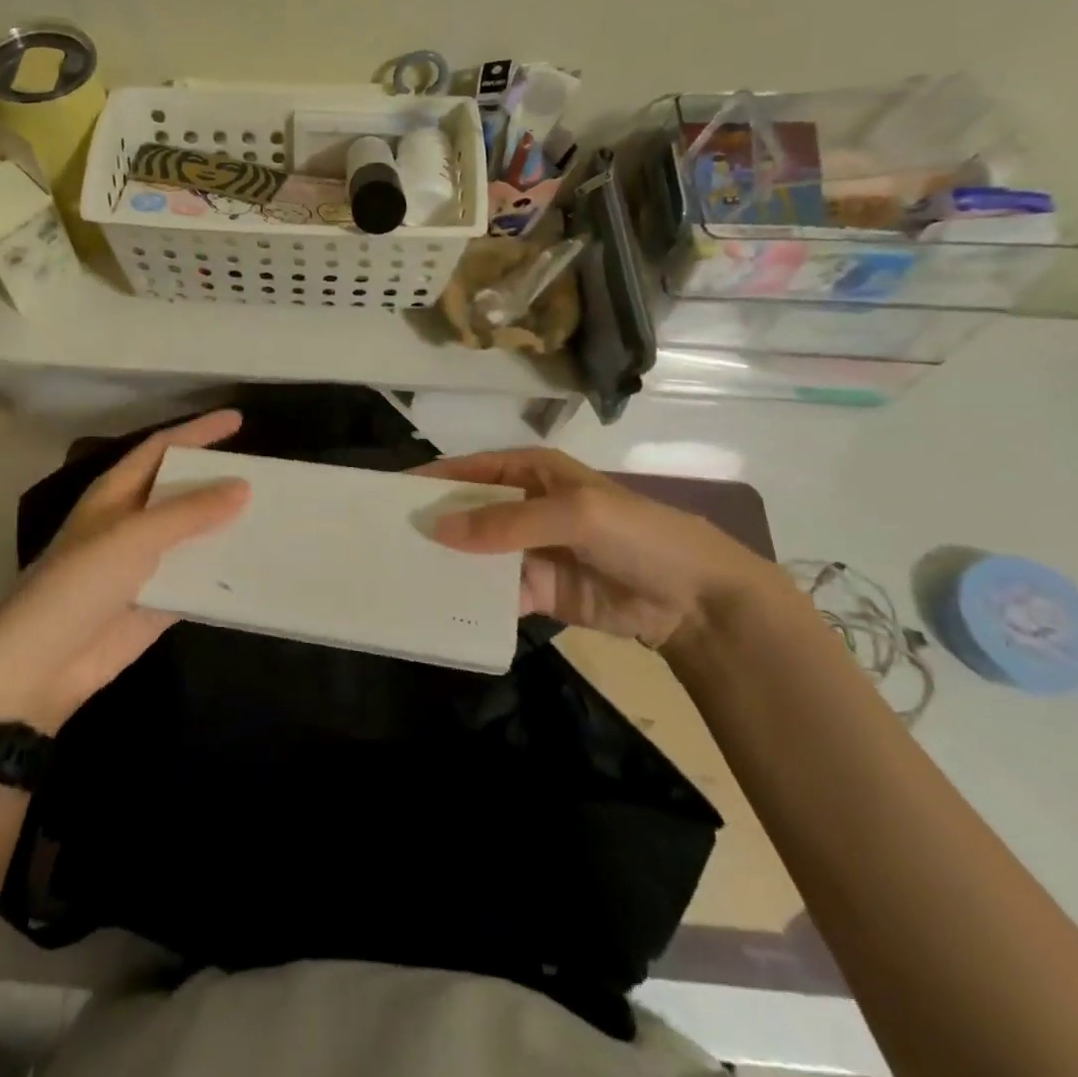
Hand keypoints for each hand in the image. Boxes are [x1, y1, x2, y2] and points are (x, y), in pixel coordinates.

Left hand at [0, 411, 249, 732]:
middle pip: (183, 490)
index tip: (238, 420)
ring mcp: (147, 563)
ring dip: (229, 527)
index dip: (198, 431)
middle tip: (268, 473)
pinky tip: (260, 565)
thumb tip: (243, 486)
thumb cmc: (80, 584)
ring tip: (276, 515)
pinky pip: (199, 578)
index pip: (162, 448)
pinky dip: (225, 572)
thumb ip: (189, 512)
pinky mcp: (160, 601)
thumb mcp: (133, 537)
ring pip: (196, 535)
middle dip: (220, 480)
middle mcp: (133, 522)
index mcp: (117, 493)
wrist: (43, 665)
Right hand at [422, 448, 783, 649]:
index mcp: (531, 472)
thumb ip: (505, 522)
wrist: (694, 598)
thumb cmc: (636, 534)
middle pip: (466, 512)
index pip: (470, 470)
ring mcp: (527, 551)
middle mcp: (522, 507)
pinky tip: (440, 607)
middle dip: (432, 524)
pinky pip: (494, 591)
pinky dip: (471, 598)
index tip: (387, 494)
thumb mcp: (573, 515)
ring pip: (474, 554)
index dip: (431, 479)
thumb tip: (437, 529)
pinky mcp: (536, 590)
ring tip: (400, 575)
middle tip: (383, 540)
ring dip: (446, 563)